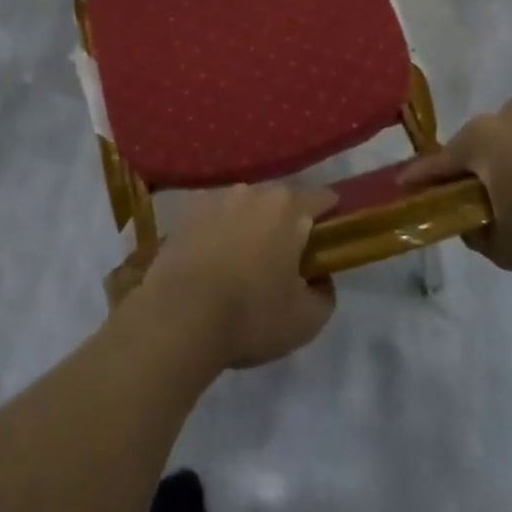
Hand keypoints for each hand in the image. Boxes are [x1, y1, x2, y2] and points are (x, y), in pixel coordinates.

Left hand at [132, 185, 337, 369]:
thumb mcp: (307, 320)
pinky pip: (214, 217)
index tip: (329, 239)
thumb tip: (319, 276)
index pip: (322, 199)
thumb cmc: (252, 315)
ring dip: (250, 227)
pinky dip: (218, 232)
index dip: (331, 216)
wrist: (180, 314)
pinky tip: (212, 262)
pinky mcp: (187, 210)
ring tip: (243, 264)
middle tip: (284, 261)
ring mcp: (217, 196)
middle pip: (280, 203)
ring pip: (245, 208)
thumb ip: (325, 293)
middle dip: (286, 226)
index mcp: (288, 208)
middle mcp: (253, 191)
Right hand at [400, 99, 511, 279]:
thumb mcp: (506, 249)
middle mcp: (508, 114)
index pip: (440, 162)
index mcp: (481, 140)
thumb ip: (476, 234)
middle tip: (498, 198)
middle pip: (484, 142)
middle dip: (485, 166)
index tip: (405, 185)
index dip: (422, 178)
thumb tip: (469, 221)